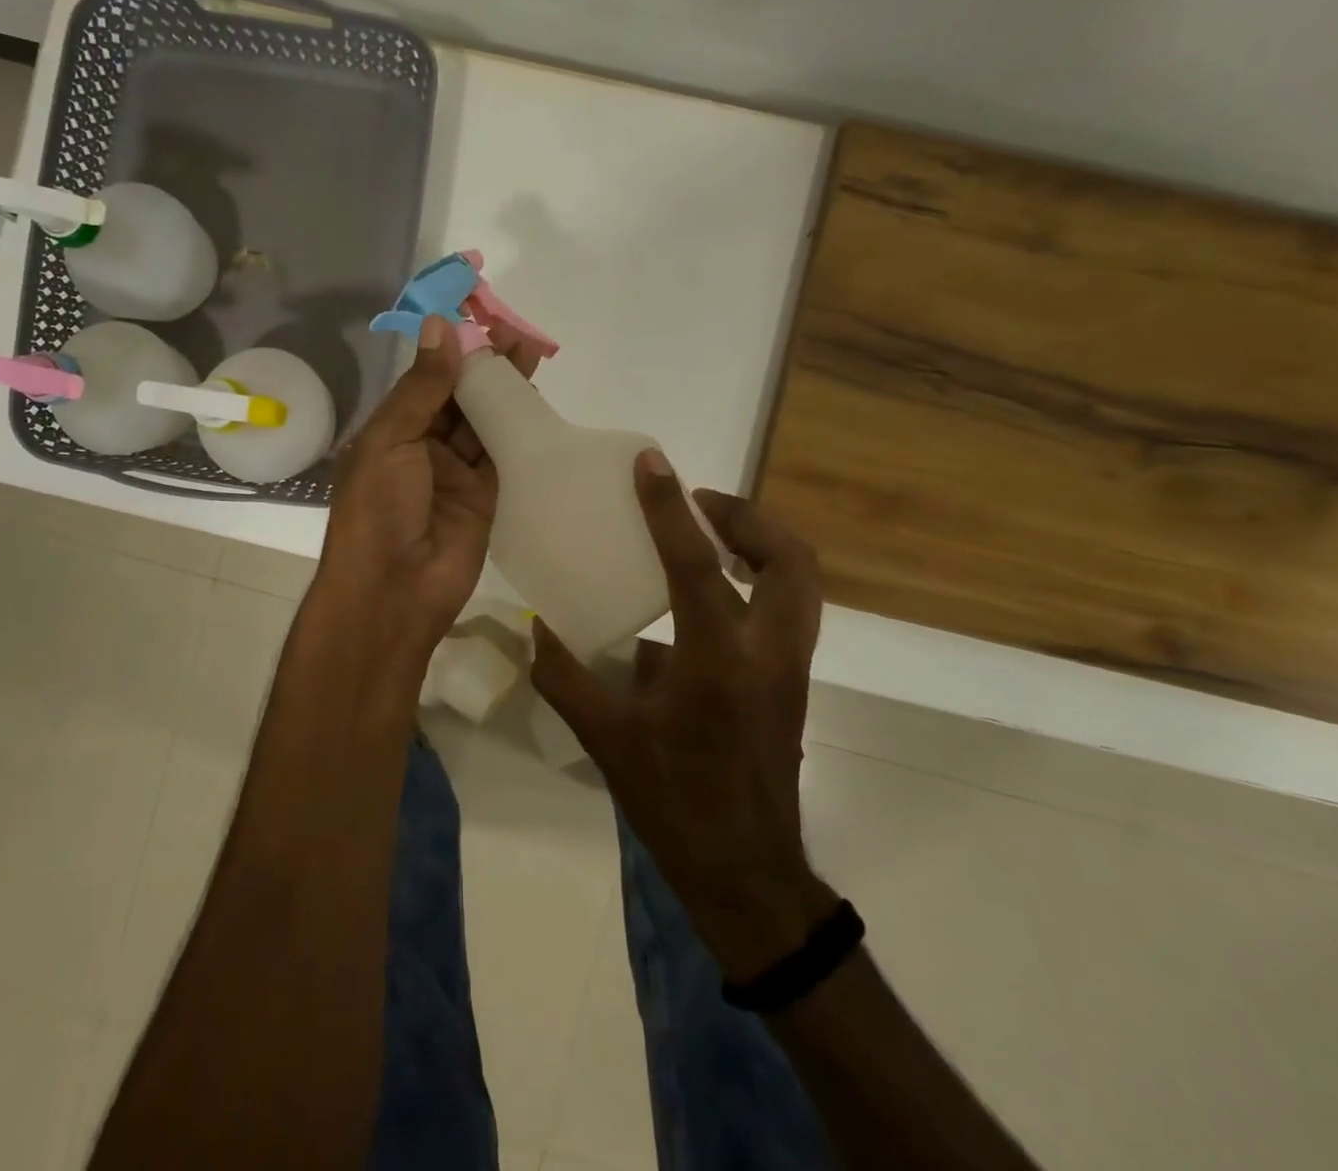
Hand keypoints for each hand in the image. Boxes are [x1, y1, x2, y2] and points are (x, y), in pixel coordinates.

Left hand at [315, 313, 540, 662]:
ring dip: (504, 393)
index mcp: (391, 431)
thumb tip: (441, 326)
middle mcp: (423, 448)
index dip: (451, 352)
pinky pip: (503, 456)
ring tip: (530, 356)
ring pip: (483, 423)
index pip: (425, 381)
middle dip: (484, 367)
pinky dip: (518, 430)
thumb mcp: (390, 440)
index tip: (478, 319)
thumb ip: (422, 387)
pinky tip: (535, 401)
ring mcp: (455, 474)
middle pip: (458, 399)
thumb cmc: (378, 509)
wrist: (394, 590)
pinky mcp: (485, 497)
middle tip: (515, 334)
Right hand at [531, 453, 837, 980]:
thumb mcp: (606, 740)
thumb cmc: (675, 802)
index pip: (694, 563)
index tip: (651, 464)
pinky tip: (706, 601)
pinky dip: (758, 583)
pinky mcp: (791, 684)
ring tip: (712, 536)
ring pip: (802, 583)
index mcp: (716, 659)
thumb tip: (536, 630)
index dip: (668, 506)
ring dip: (762, 545)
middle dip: (748, 517)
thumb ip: (565, 678)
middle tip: (700, 504)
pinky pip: (787, 611)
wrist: (747, 873)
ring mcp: (789, 668)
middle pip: (790, 559)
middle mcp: (767, 652)